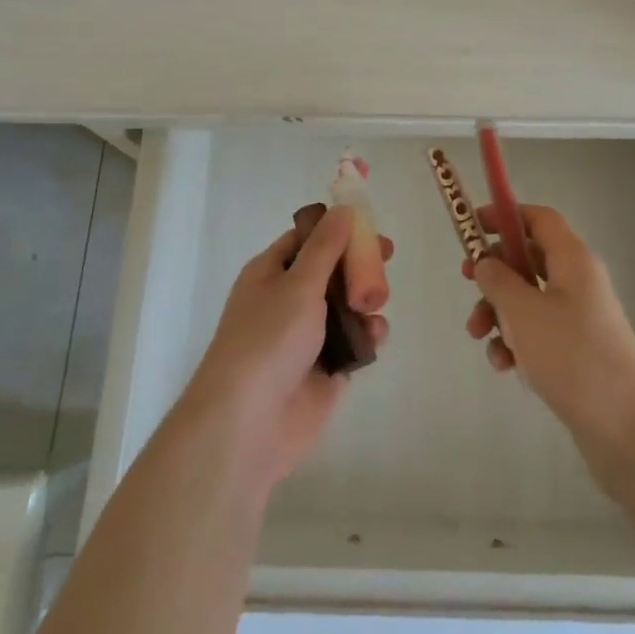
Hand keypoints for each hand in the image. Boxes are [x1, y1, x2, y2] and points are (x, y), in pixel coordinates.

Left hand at [182, 204, 391, 494]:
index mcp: (270, 273)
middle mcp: (288, 300)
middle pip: (332, 269)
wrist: (248, 424)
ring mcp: (308, 335)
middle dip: (359, 263)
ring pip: (348, 304)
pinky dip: (368, 334)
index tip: (368, 222)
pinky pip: (355, 340)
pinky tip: (374, 337)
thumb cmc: (267, 340)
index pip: (306, 239)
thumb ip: (326, 247)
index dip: (336, 228)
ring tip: (374, 304)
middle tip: (386, 256)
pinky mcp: (328, 367)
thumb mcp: (298, 284)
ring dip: (366, 299)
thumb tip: (343, 209)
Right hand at [464, 204, 634, 479]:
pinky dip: (516, 342)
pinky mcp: (577, 351)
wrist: (627, 429)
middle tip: (467, 283)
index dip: (506, 215)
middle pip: (529, 259)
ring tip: (479, 337)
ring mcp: (580, 318)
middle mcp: (579, 281)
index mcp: (573, 260)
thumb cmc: (573, 356)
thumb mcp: (523, 312)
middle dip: (495, 273)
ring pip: (528, 299)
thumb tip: (486, 262)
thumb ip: (498, 280)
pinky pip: (538, 333)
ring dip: (499, 312)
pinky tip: (505, 366)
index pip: (539, 218)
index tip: (473, 225)